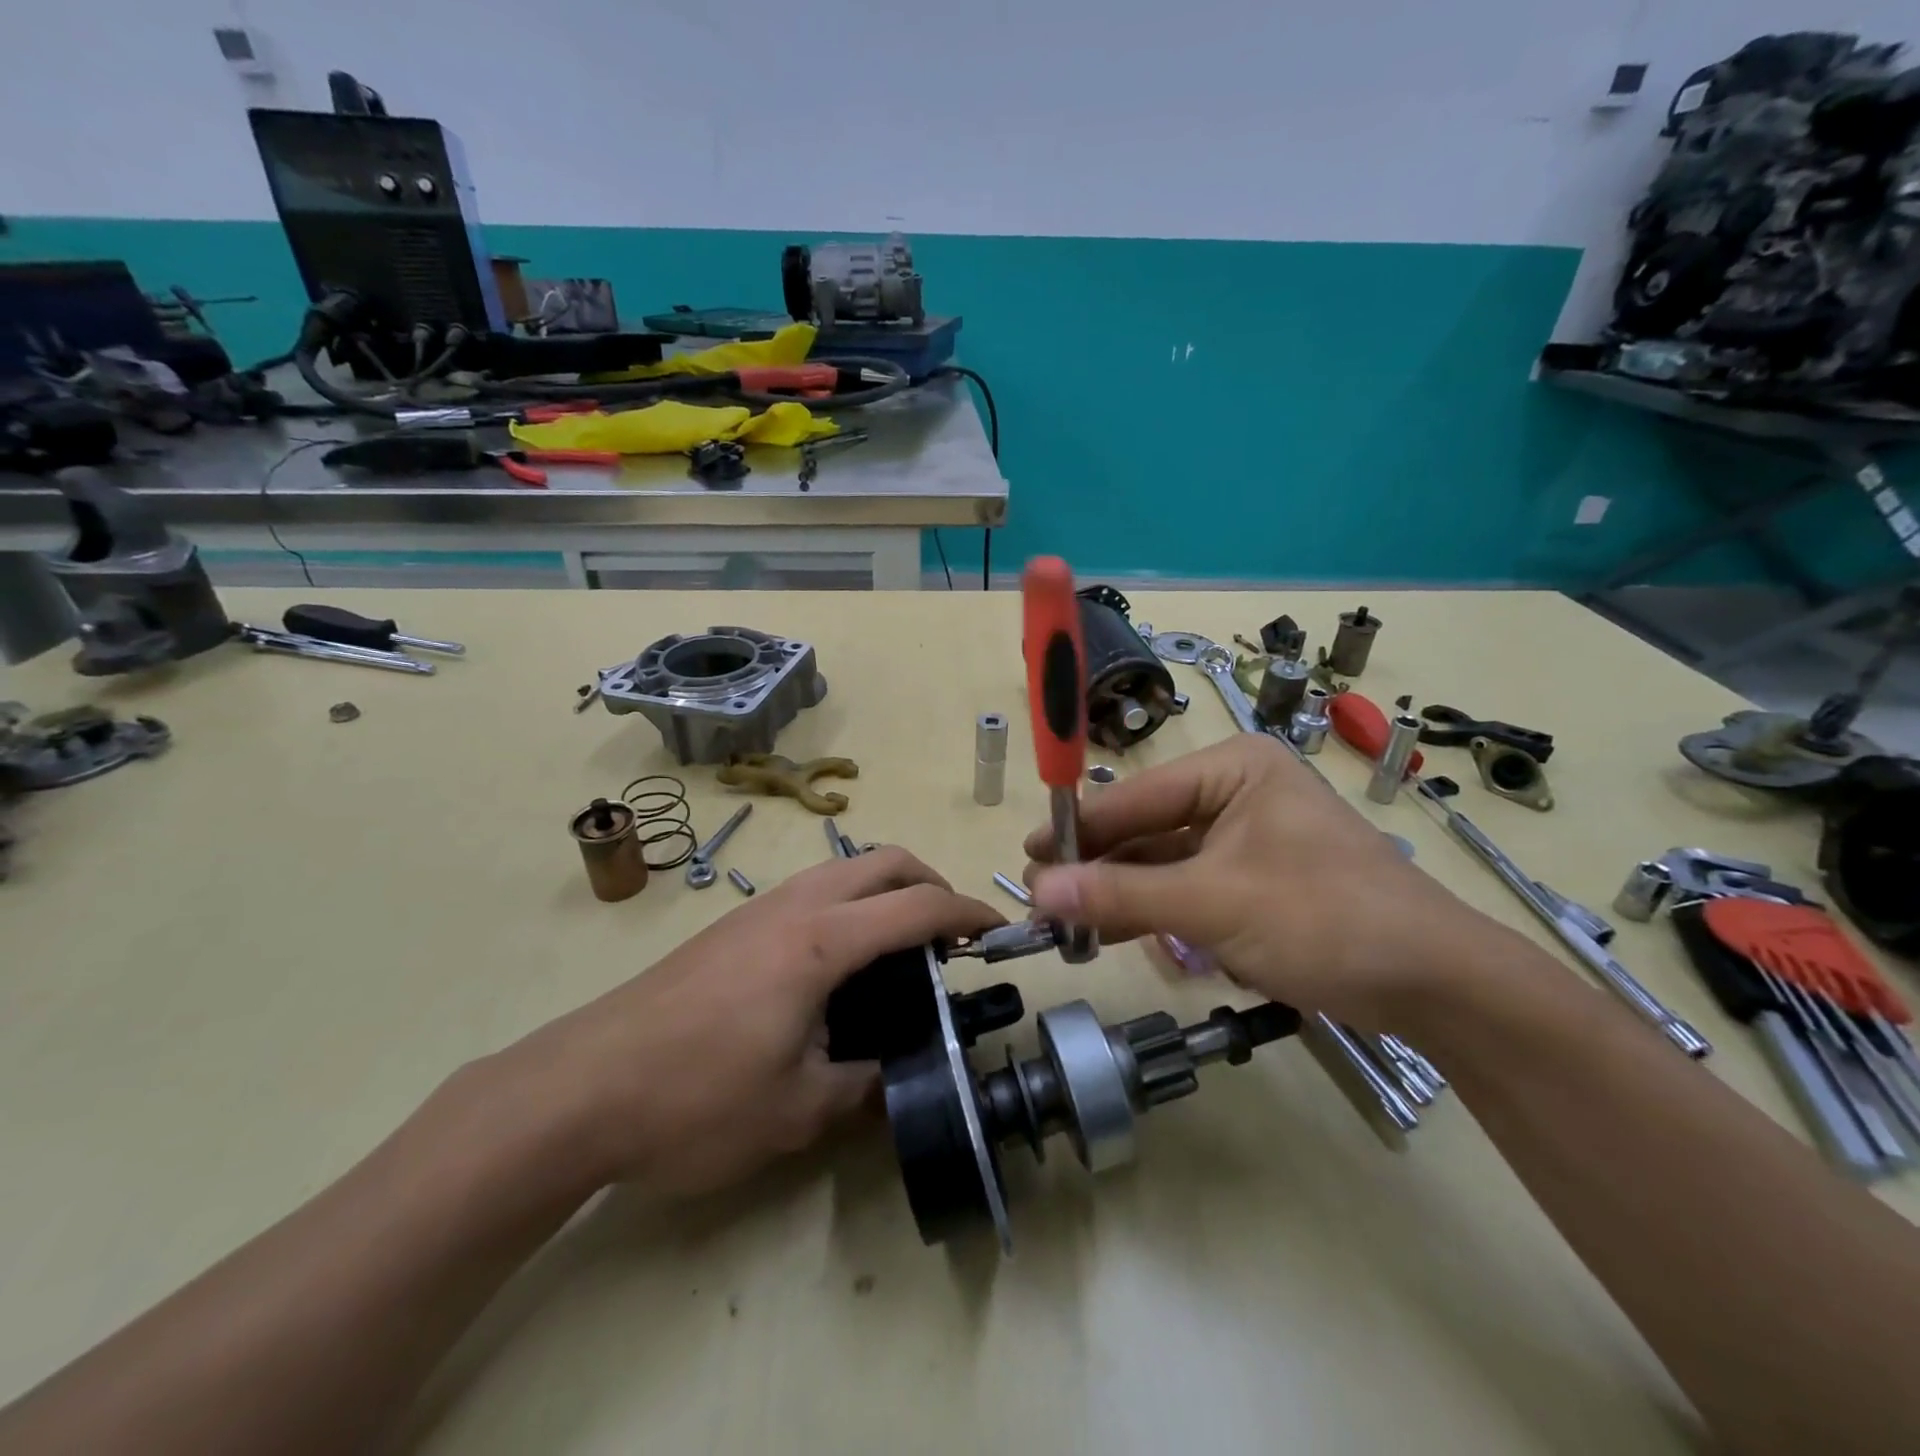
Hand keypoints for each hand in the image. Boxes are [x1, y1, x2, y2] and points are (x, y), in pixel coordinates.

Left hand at [498, 846, 1002, 1198]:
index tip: (996, 932)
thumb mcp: (796, 1112)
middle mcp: (795, 906)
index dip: (966, 913)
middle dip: (931, 884)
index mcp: (821, 941)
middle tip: (950, 938)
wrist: (579, 1087)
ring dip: (887, 890)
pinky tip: (840, 965)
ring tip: (902, 950)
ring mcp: (759, 909)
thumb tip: (898, 1081)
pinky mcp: (733, 925)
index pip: (916, 906)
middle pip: (884, 860)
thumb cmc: (694, 1099)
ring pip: (845, 868)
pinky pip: (813, 890)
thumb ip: (864, 1089)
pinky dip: (851, 904)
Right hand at [1024, 735, 1498, 1026]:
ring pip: (1164, 861)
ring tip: (1069, 924)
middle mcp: (1236, 792)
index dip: (1078, 829)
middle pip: (1146, 827)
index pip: (1135, 795)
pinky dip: (1156, 911)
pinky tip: (1117, 932)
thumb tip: (1036, 891)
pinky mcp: (1256, 879)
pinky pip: (1189, 887)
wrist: (1436, 984)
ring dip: (1122, 893)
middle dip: (1098, 867)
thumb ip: (1121, 895)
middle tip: (1043, 899)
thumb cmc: (1324, 919)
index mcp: (1232, 769)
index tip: (1027, 856)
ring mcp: (1248, 837)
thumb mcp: (1212, 905)